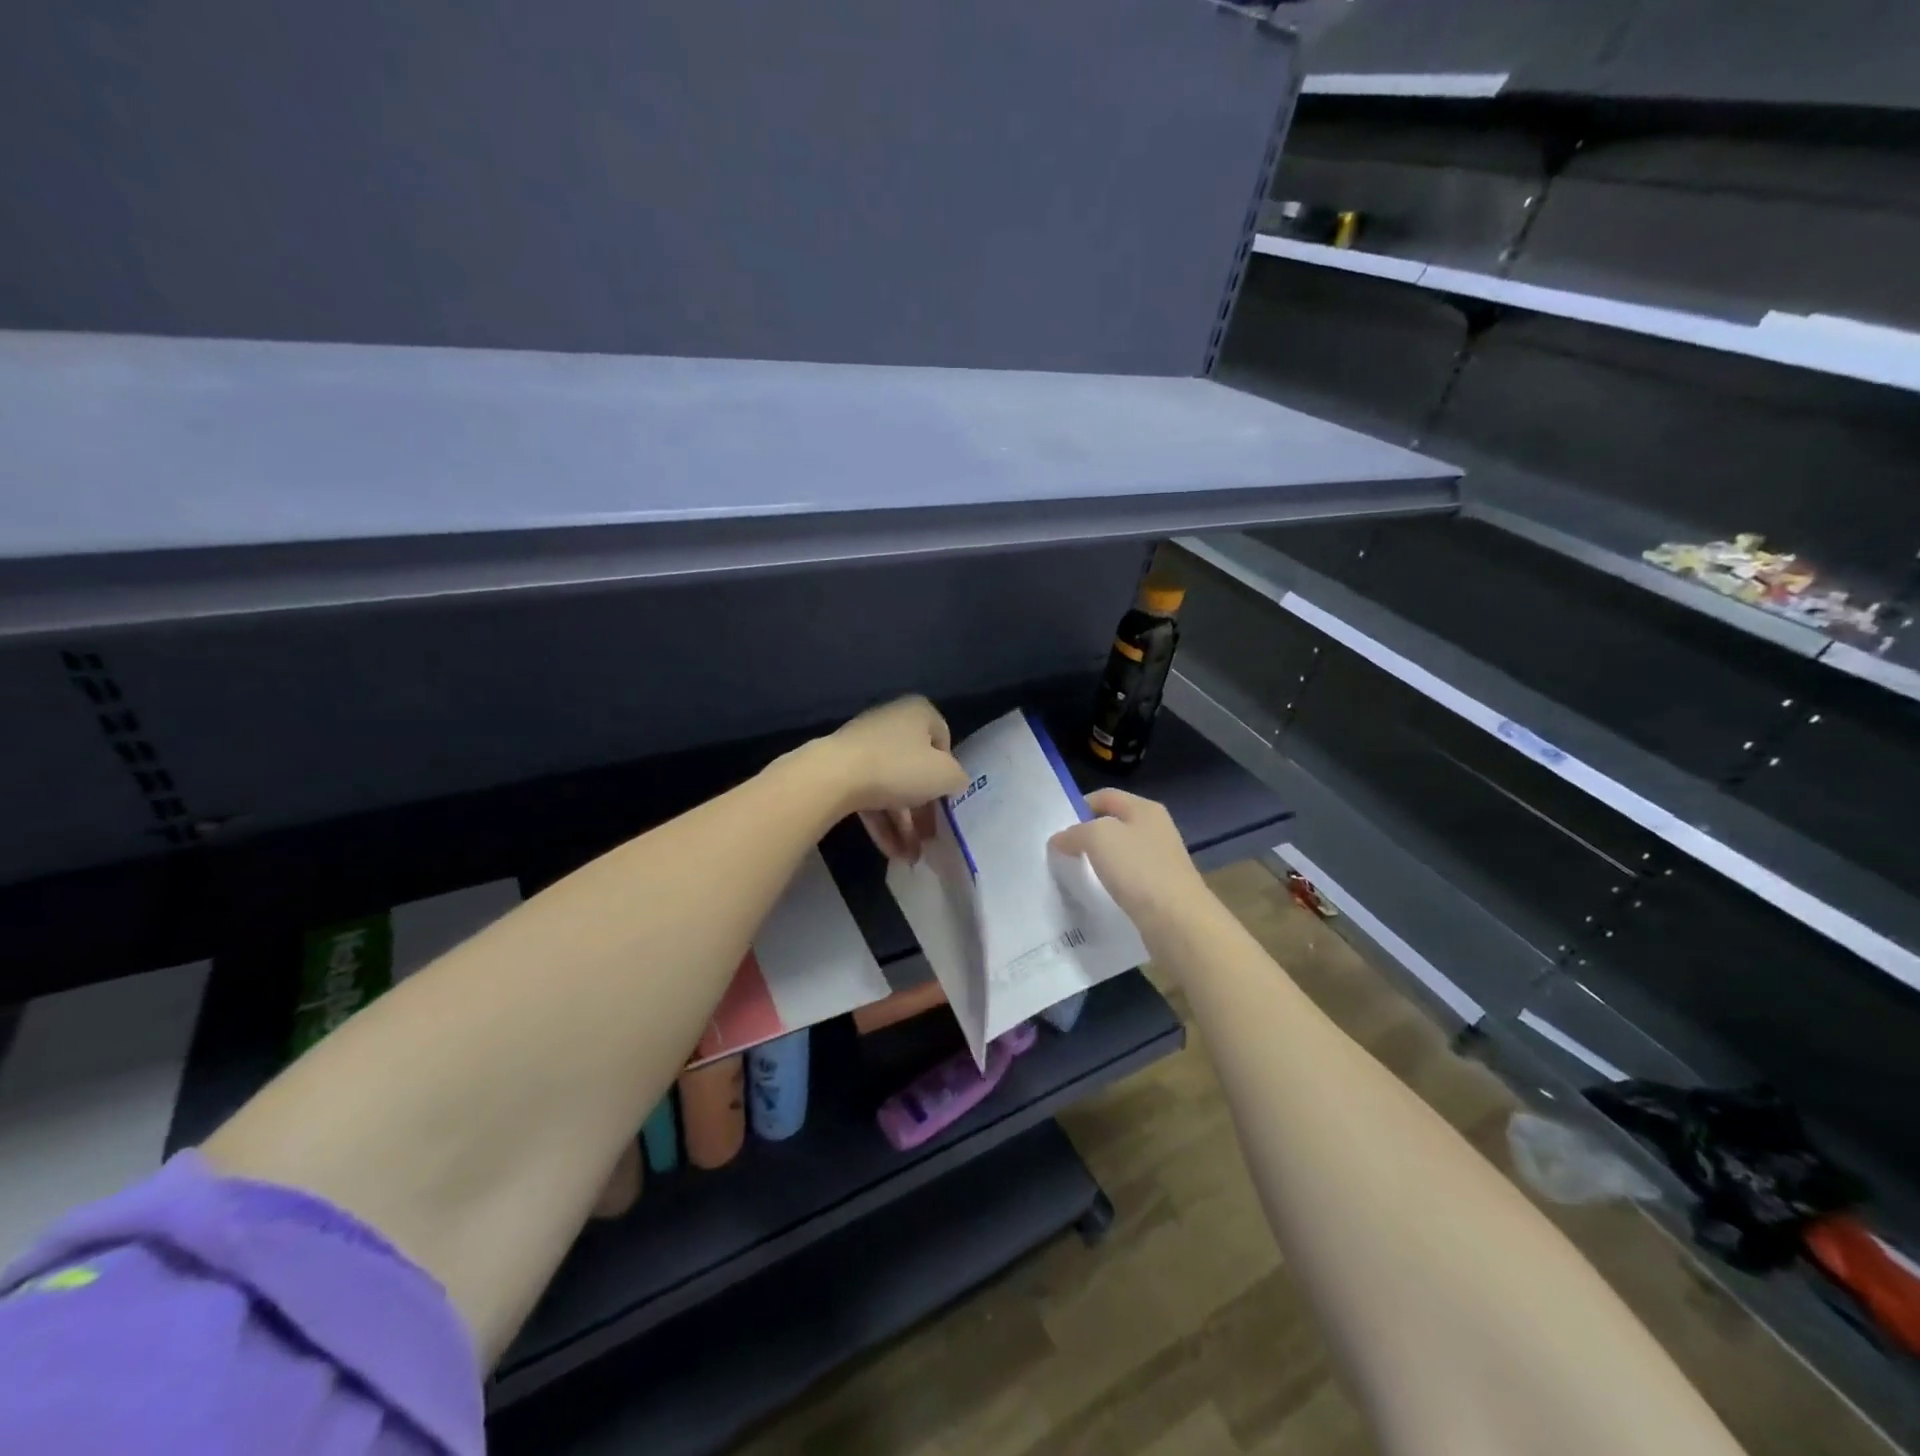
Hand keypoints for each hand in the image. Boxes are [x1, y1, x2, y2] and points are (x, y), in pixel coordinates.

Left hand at [820, 696, 968, 860]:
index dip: (949, 770)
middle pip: (915, 768)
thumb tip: (954, 783)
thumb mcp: (945, 775)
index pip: (943, 739)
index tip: (947, 797)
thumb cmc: (900, 767)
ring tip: (913, 856)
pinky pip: (870, 796)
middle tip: (932, 836)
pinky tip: (893, 852)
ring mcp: (863, 747)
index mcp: (918, 713)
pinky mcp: (843, 770)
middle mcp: (891, 723)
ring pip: (892, 787)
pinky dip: (882, 823)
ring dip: (905, 824)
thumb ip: (957, 779)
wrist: (834, 776)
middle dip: (925, 808)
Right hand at [1048, 789, 1212, 938]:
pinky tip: (1099, 894)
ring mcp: (1161, 859)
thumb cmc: (1138, 869)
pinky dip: (1111, 882)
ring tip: (1075, 874)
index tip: (1057, 829)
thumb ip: (1075, 833)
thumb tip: (1060, 839)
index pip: (1104, 796)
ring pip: (1120, 852)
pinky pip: (1128, 877)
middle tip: (1061, 852)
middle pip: (1112, 824)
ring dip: (1098, 861)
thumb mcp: (1098, 838)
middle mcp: (1156, 829)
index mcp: (1145, 809)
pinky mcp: (1161, 887)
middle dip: (1086, 835)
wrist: (1178, 921)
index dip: (1078, 806)